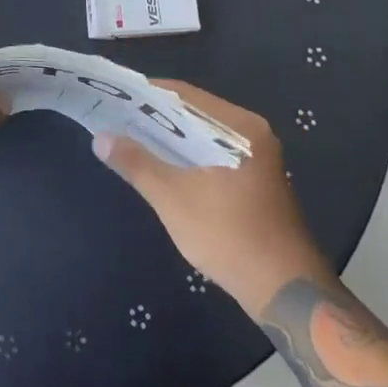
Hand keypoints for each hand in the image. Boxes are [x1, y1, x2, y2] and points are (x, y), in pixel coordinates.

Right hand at [93, 79, 331, 313]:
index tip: (113, 97)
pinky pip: (213, 154)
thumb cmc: (229, 236)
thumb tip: (100, 138)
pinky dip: (187, 155)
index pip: (183, 94)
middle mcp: (252, 134)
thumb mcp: (173, 198)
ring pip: (202, 136)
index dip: (145, 94)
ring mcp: (257, 158)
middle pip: (193, 113)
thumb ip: (137, 163)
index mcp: (239, 126)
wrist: (286, 292)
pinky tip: (162, 165)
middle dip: (154, 116)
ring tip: (129, 139)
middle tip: (114, 118)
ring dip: (169, 138)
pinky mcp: (255, 181)